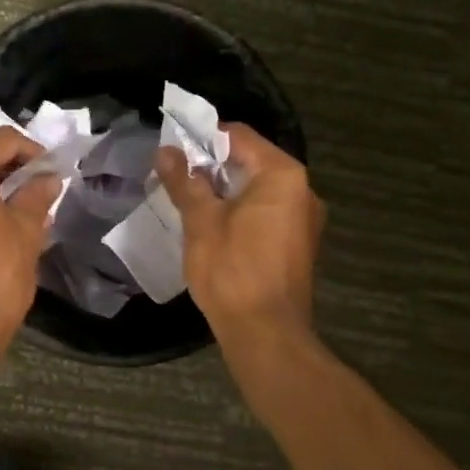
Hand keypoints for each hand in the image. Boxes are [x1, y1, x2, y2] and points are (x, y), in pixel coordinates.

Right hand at [155, 122, 323, 339]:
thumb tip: (165, 151)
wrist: (266, 334)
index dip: (203, 138)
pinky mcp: (298, 244)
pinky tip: (213, 227)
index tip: (172, 150)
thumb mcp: (201, 222)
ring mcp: (304, 219)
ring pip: (258, 189)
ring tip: (189, 201)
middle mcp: (303, 190)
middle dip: (212, 166)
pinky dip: (240, 211)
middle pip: (251, 161)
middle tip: (175, 176)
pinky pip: (266, 212)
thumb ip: (184, 182)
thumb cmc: (232, 271)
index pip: (239, 136)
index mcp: (282, 175)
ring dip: (224, 190)